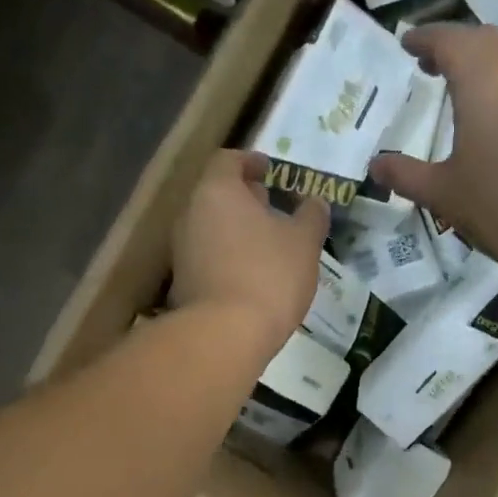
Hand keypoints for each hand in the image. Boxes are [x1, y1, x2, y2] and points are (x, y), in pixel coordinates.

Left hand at [170, 150, 329, 354]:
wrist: (225, 335)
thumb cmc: (269, 275)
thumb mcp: (304, 243)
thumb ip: (311, 216)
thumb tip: (315, 201)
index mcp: (217, 192)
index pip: (228, 160)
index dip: (251, 162)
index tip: (270, 171)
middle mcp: (190, 214)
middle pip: (217, 195)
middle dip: (245, 199)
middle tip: (273, 208)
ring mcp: (181, 251)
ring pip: (212, 228)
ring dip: (237, 231)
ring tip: (268, 246)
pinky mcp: (182, 284)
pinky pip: (208, 259)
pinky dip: (228, 259)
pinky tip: (252, 277)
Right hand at [369, 24, 497, 277]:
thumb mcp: (443, 193)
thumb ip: (406, 175)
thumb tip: (376, 166)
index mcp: (481, 78)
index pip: (448, 39)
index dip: (425, 38)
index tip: (407, 43)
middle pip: (485, 40)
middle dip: (457, 46)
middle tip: (434, 65)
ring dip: (490, 63)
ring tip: (471, 89)